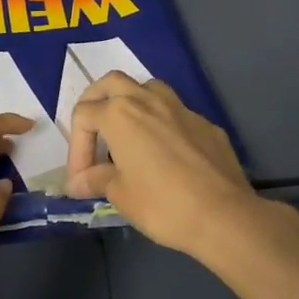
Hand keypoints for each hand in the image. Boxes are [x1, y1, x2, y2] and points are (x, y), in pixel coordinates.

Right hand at [65, 74, 271, 259]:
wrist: (223, 215)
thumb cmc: (162, 204)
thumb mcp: (120, 194)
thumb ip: (96, 180)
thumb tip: (78, 182)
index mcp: (120, 114)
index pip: (83, 116)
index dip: (75, 148)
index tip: (81, 180)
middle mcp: (148, 100)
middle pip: (112, 84)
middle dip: (96, 103)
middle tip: (93, 133)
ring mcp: (181, 108)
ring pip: (147, 88)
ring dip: (131, 103)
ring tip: (127, 134)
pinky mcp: (205, 124)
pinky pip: (175, 113)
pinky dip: (161, 125)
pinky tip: (164, 154)